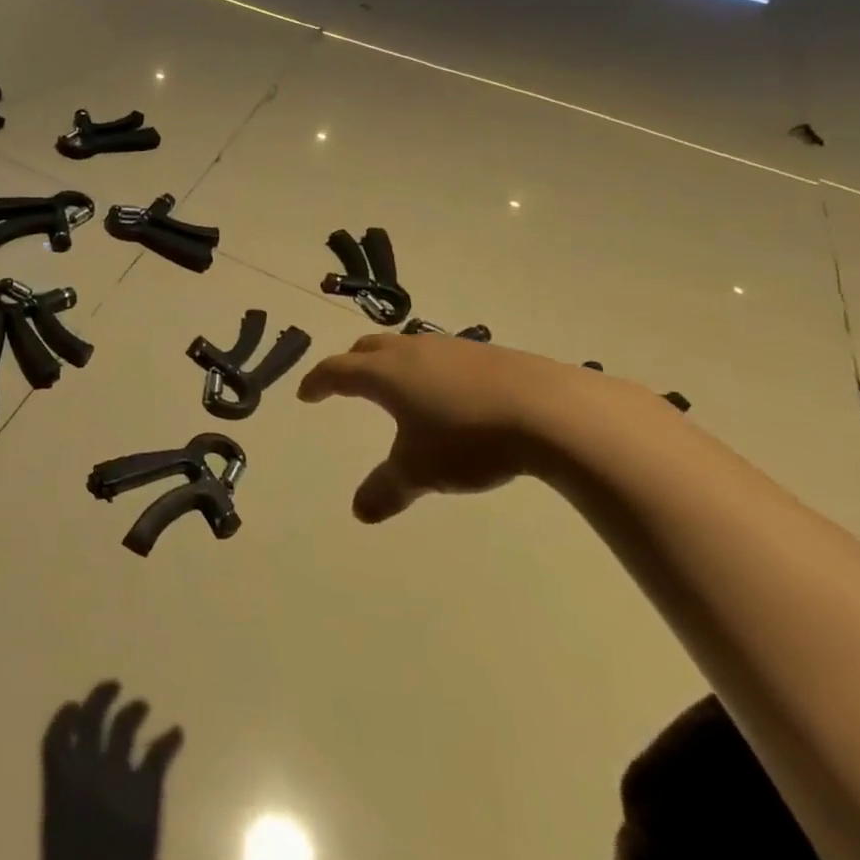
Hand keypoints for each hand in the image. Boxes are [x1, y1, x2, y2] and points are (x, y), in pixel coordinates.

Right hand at [40, 682, 182, 859]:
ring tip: (143, 704)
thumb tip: (73, 777)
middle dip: (102, 697)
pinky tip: (176, 733)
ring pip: (125, 727)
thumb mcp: (57, 835)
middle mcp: (87, 769)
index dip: (67, 716)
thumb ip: (65, 799)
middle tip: (115, 685)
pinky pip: (157, 754)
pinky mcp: (146, 794)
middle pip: (94, 718)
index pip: (58, 733)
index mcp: (58, 782)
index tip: (75, 706)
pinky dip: (168, 740)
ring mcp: (117, 778)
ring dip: (134, 711)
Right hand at [297, 333, 609, 521]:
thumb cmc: (469, 439)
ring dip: (392, 363)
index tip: (307, 394)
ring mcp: (452, 348)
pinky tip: (451, 394)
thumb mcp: (421, 471)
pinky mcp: (489, 354)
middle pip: (368, 348)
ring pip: (407, 348)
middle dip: (352, 364)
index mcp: (384, 374)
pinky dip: (430, 370)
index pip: (337, 370)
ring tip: (399, 387)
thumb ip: (387, 489)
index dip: (318, 382)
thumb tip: (360, 511)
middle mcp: (411, 352)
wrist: (552, 412)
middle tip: (346, 383)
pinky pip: (443, 356)